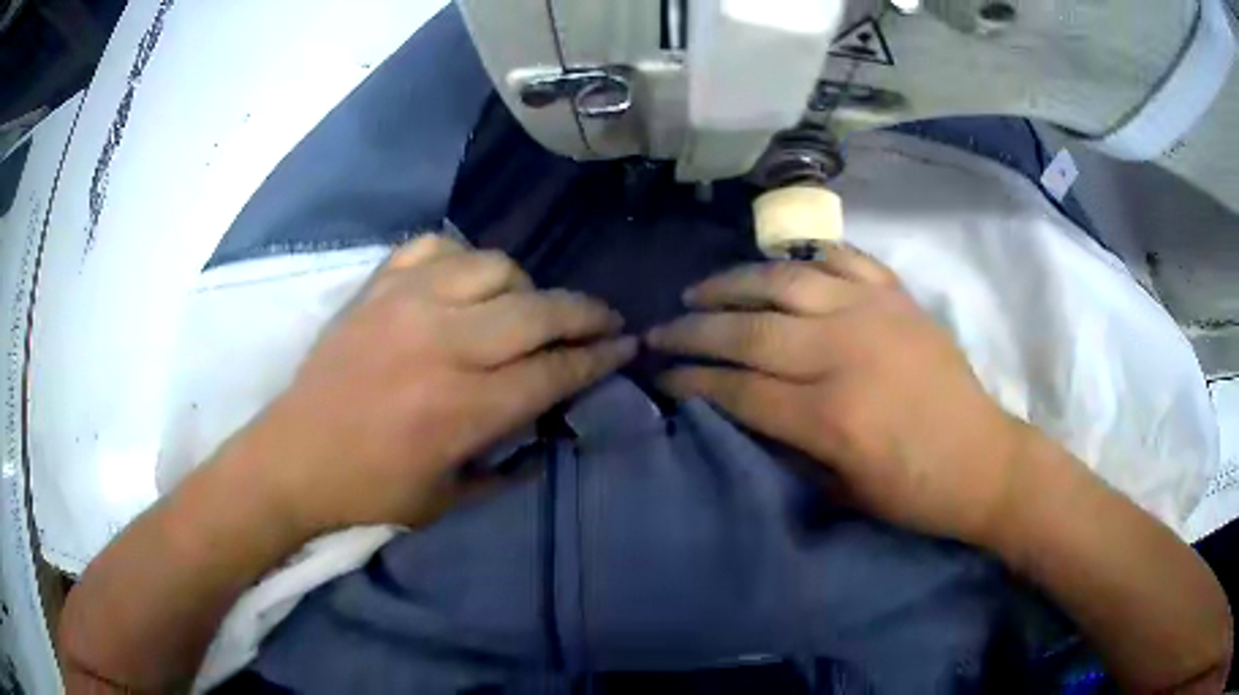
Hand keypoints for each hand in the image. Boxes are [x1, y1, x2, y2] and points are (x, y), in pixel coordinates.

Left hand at [231, 234, 634, 535]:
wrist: (293, 458)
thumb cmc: (371, 491)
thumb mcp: (450, 499)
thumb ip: (510, 462)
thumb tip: (552, 425)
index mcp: (462, 408)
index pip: (553, 371)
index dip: (599, 358)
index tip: (626, 346)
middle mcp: (442, 344)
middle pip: (538, 310)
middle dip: (586, 313)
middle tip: (606, 319)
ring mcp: (406, 304)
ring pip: (494, 267)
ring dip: (525, 286)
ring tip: (527, 307)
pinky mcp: (377, 286)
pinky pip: (436, 247)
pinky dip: (462, 259)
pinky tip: (466, 282)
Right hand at [648, 246, 1025, 543]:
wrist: (984, 460)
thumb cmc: (913, 492)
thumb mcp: (841, 491)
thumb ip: (786, 445)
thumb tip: (736, 409)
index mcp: (831, 415)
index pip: (739, 387)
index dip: (691, 380)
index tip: (659, 375)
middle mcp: (845, 352)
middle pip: (750, 329)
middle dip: (694, 330)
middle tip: (659, 330)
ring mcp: (874, 313)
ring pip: (786, 281)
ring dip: (733, 283)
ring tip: (700, 290)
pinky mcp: (898, 296)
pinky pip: (843, 259)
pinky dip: (806, 258)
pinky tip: (779, 266)